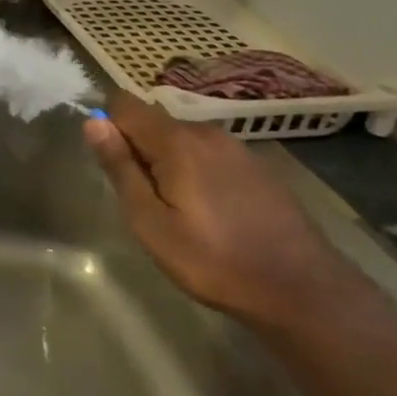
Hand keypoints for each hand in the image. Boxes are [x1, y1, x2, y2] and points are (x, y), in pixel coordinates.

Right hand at [82, 93, 351, 328]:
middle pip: (154, 123)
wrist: (303, 291)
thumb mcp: (150, 222)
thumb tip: (93, 123)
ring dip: (169, 162)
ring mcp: (237, 148)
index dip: (108, 126)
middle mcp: (206, 132)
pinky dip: (198, 172)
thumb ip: (120, 168)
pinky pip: (210, 155)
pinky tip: (213, 213)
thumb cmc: (213, 260)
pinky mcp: (258, 167)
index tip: (113, 166)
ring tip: (179, 212)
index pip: (124, 104)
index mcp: (176, 141)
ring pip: (183, 140)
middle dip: (139, 150)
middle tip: (146, 202)